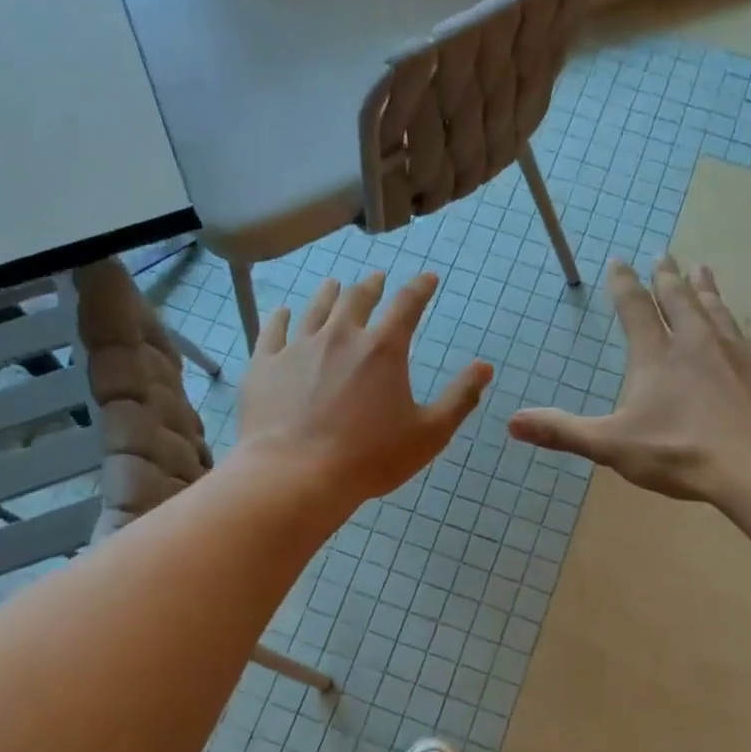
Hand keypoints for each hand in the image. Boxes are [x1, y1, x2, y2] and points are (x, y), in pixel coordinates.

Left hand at [237, 272, 491, 507]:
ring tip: (334, 285)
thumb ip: (460, 398)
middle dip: (372, 286)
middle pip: (358, 299)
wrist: (296, 474)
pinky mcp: (265, 365)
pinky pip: (273, 331)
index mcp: (383, 349)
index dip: (420, 288)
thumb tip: (485, 367)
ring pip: (316, 308)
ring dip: (329, 293)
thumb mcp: (429, 433)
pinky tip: (283, 312)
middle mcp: (341, 336)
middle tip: (377, 279)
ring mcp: (299, 348)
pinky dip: (281, 318)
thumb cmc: (370, 458)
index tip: (428, 277)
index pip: (407, 305)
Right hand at [508, 257, 750, 504]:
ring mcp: (738, 347)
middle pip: (677, 298)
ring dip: (705, 286)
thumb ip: (563, 431)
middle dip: (666, 276)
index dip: (623, 284)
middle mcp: (695, 340)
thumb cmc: (681, 453)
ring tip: (700, 266)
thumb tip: (511, 423)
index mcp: (655, 356)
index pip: (633, 309)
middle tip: (663, 254)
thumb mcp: (612, 446)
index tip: (619, 261)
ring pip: (717, 307)